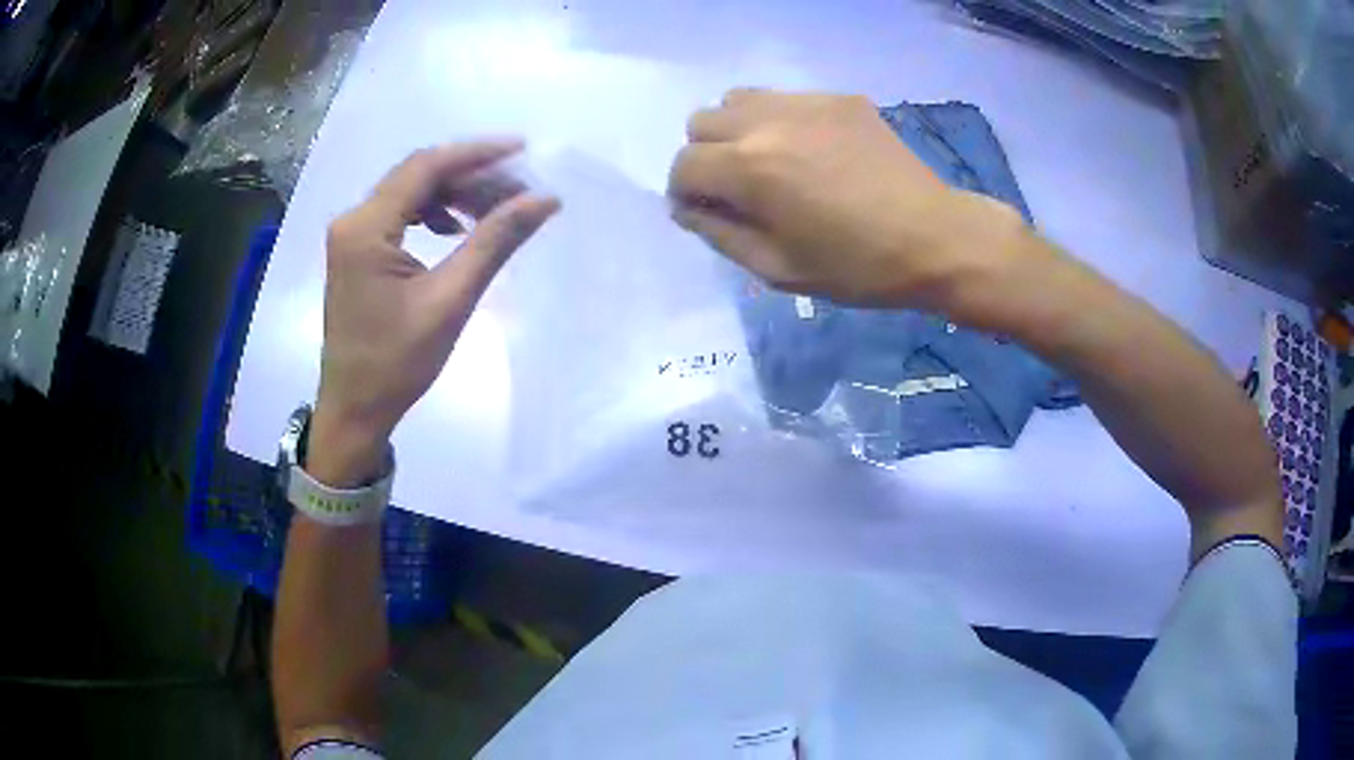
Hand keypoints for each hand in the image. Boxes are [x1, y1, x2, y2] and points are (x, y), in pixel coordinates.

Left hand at [310, 141, 558, 484]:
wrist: (354, 409)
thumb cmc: (397, 363)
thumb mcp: (450, 300)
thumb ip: (494, 241)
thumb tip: (543, 200)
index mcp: (366, 228)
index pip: (425, 167)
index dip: (476, 153)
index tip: (522, 150)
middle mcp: (352, 220)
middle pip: (416, 176)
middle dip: (469, 176)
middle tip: (517, 192)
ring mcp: (351, 236)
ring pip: (409, 193)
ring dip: (453, 195)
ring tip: (493, 212)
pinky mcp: (356, 252)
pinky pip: (398, 214)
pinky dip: (432, 213)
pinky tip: (456, 230)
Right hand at [668, 90, 1029, 310]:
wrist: (935, 238)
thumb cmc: (857, 267)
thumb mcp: (777, 268)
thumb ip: (719, 233)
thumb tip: (686, 205)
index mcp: (750, 168)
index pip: (684, 165)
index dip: (687, 192)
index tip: (709, 212)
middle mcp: (768, 121)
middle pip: (702, 121)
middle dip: (707, 156)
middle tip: (740, 188)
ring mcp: (807, 102)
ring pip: (738, 99)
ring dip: (738, 130)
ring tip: (771, 162)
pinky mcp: (839, 98)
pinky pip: (785, 99)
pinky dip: (779, 121)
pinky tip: (813, 152)